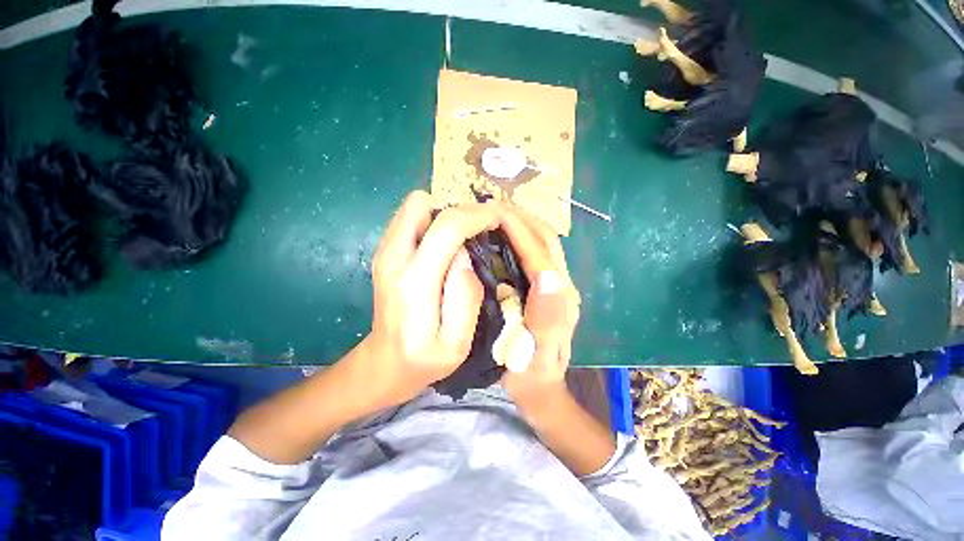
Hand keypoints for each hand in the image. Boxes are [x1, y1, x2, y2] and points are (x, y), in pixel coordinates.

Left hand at [361, 190, 500, 406]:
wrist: (384, 362)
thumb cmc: (423, 359)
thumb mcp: (457, 342)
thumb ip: (465, 296)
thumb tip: (466, 254)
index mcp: (414, 282)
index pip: (447, 227)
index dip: (477, 215)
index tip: (498, 217)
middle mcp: (393, 257)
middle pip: (423, 203)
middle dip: (458, 210)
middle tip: (480, 229)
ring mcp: (384, 252)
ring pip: (415, 206)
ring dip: (445, 215)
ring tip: (465, 238)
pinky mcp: (385, 252)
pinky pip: (411, 218)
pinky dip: (433, 221)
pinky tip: (447, 244)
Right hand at [497, 204, 580, 406]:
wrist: (541, 390)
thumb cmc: (530, 375)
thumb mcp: (535, 354)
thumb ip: (547, 317)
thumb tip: (549, 275)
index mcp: (559, 300)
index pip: (540, 254)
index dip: (519, 230)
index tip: (494, 212)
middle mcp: (563, 287)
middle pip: (547, 242)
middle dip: (523, 219)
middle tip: (494, 207)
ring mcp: (558, 287)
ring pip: (545, 245)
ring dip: (524, 225)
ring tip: (498, 216)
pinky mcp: (550, 290)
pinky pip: (538, 255)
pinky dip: (522, 239)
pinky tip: (504, 238)